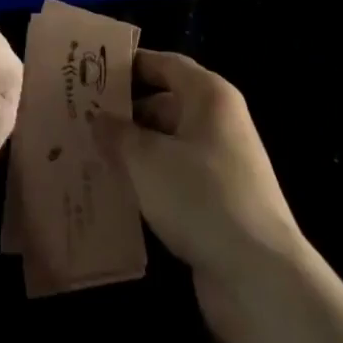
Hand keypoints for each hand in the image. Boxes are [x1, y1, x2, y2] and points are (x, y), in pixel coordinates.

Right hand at [92, 50, 307, 342]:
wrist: (259, 278)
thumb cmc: (201, 197)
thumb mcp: (147, 160)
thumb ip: (118, 134)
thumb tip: (98, 118)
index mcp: (209, 96)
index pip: (165, 64)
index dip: (130, 65)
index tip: (92, 71)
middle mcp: (219, 122)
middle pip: (166, 103)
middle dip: (126, 112)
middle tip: (82, 117)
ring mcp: (222, 165)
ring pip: (169, 144)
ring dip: (135, 150)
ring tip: (91, 154)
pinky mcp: (219, 204)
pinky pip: (176, 178)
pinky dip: (150, 181)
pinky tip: (118, 192)